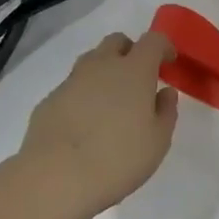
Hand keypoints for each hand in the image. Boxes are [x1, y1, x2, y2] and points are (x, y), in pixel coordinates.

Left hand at [17, 31, 179, 217]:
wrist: (54, 178)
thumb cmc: (117, 159)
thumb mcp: (157, 142)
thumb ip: (166, 111)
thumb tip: (165, 92)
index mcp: (134, 69)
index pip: (153, 40)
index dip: (164, 47)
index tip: (169, 62)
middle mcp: (103, 65)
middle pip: (117, 41)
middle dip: (130, 52)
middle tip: (137, 79)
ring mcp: (72, 80)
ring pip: (92, 60)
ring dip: (104, 71)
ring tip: (110, 102)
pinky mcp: (49, 99)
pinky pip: (72, 86)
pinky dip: (82, 95)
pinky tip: (83, 124)